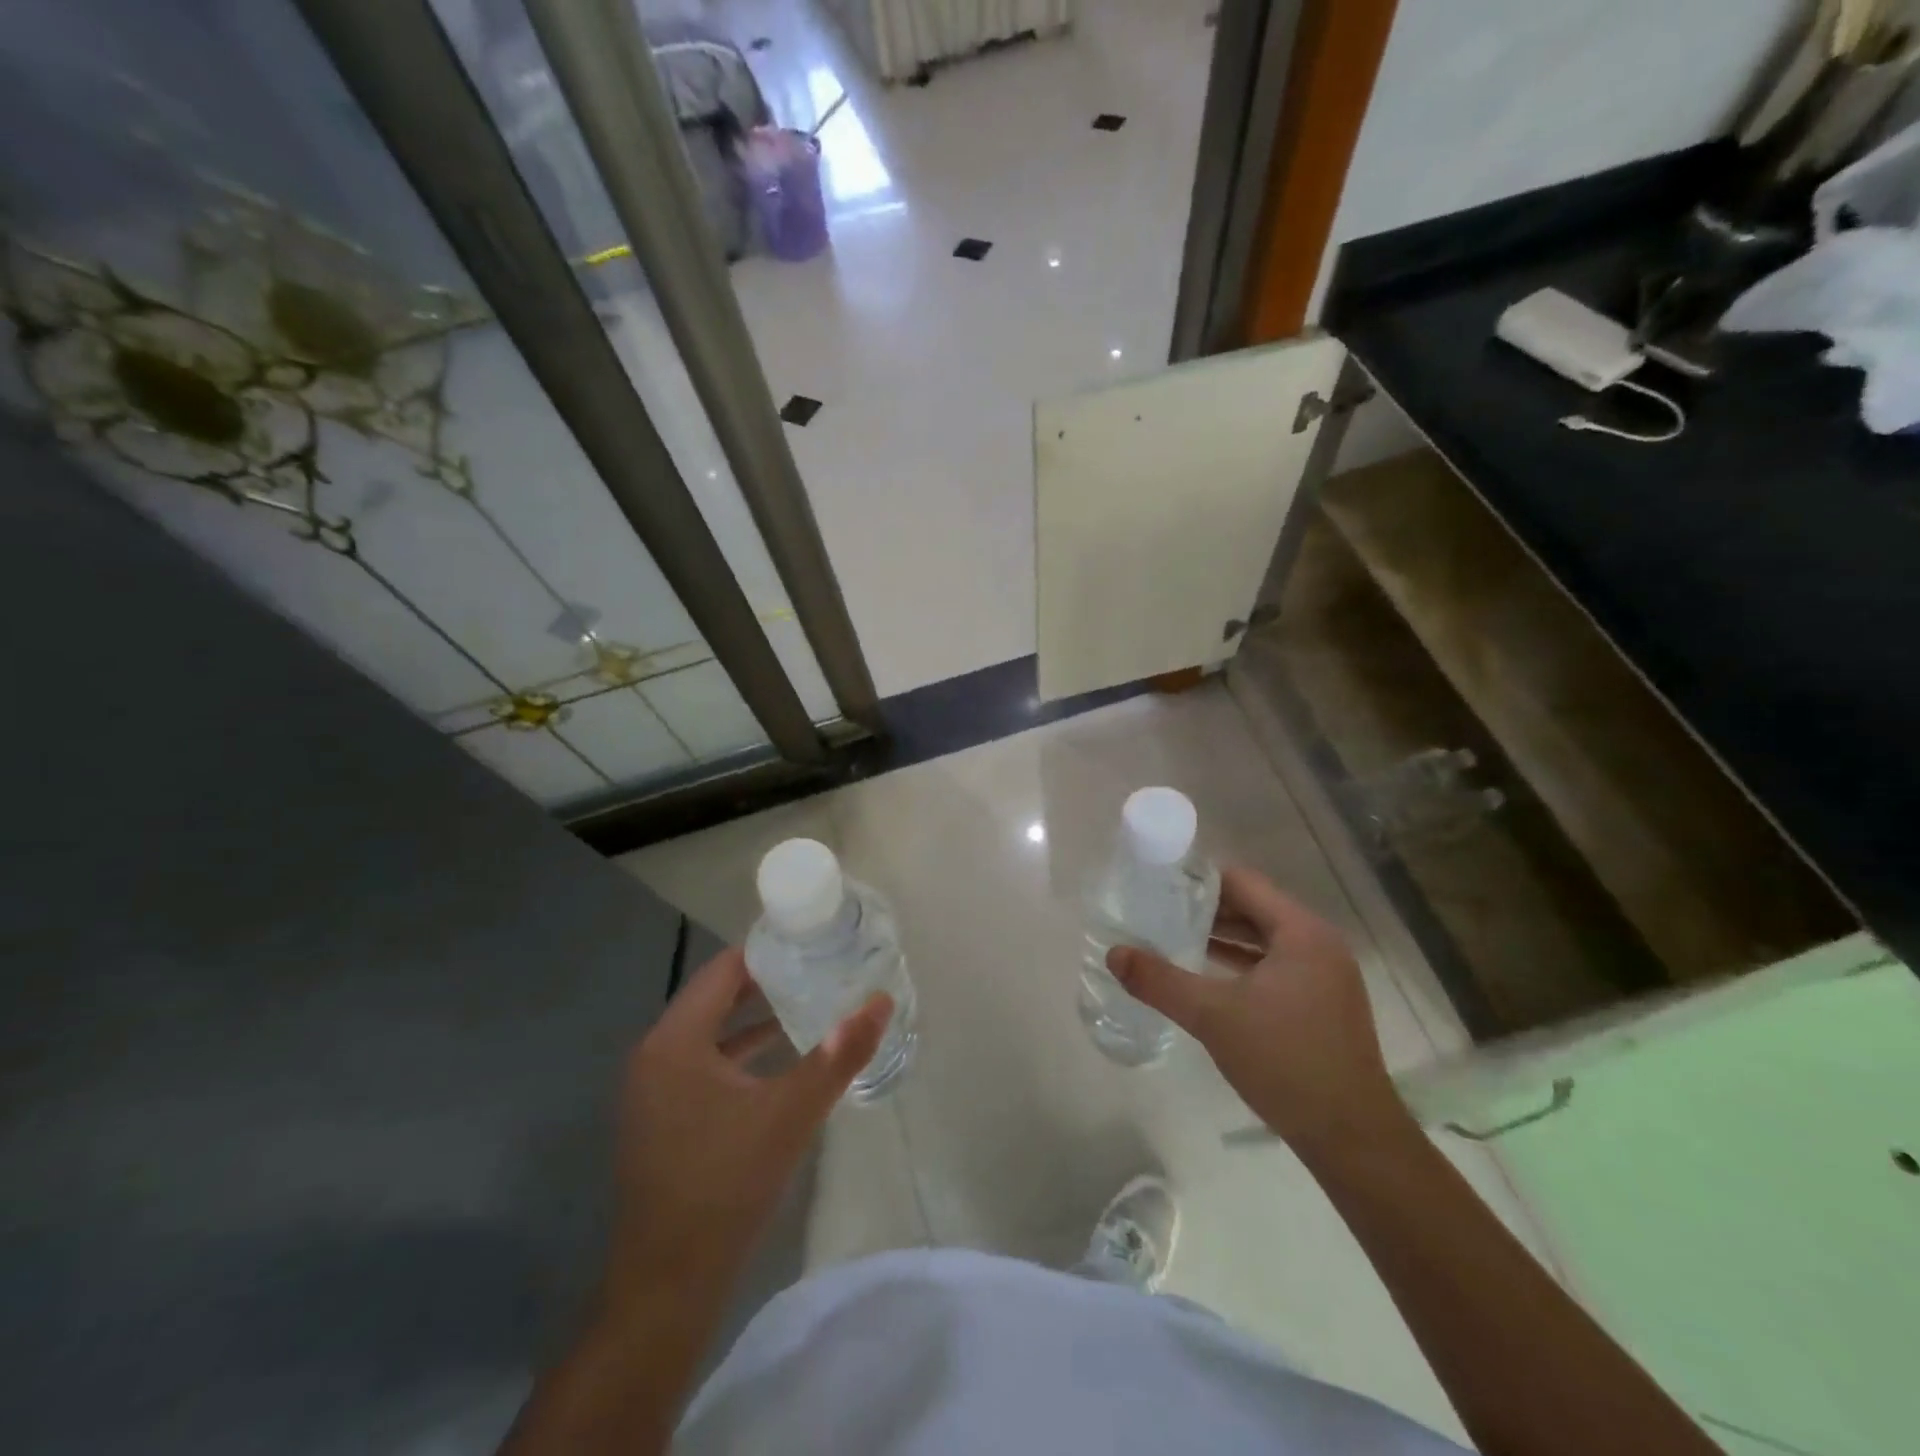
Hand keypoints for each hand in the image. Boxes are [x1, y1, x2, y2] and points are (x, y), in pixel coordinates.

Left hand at [603, 947, 890, 1310]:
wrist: (668, 1286)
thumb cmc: (726, 1186)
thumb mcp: (792, 1113)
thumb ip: (839, 1054)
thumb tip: (881, 1000)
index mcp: (674, 1042)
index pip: (722, 971)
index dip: (766, 951)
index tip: (810, 940)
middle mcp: (654, 1055)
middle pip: (714, 997)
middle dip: (765, 982)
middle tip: (817, 966)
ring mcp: (652, 1091)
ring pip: (709, 1033)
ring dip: (753, 1017)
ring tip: (806, 1001)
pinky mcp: (660, 1119)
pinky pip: (702, 1065)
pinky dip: (738, 1053)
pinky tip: (778, 1057)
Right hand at [1107, 865, 1401, 1156]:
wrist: (1352, 1139)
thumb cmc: (1285, 1062)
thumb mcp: (1212, 1016)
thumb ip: (1160, 981)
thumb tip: (1114, 954)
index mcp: (1301, 932)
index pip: (1242, 882)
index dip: (1198, 879)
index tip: (1158, 884)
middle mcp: (1318, 943)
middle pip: (1254, 907)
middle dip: (1205, 909)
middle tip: (1157, 910)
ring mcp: (1325, 975)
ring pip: (1264, 939)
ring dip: (1222, 937)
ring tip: (1172, 937)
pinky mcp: (1323, 1003)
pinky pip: (1275, 965)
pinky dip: (1240, 963)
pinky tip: (1206, 974)